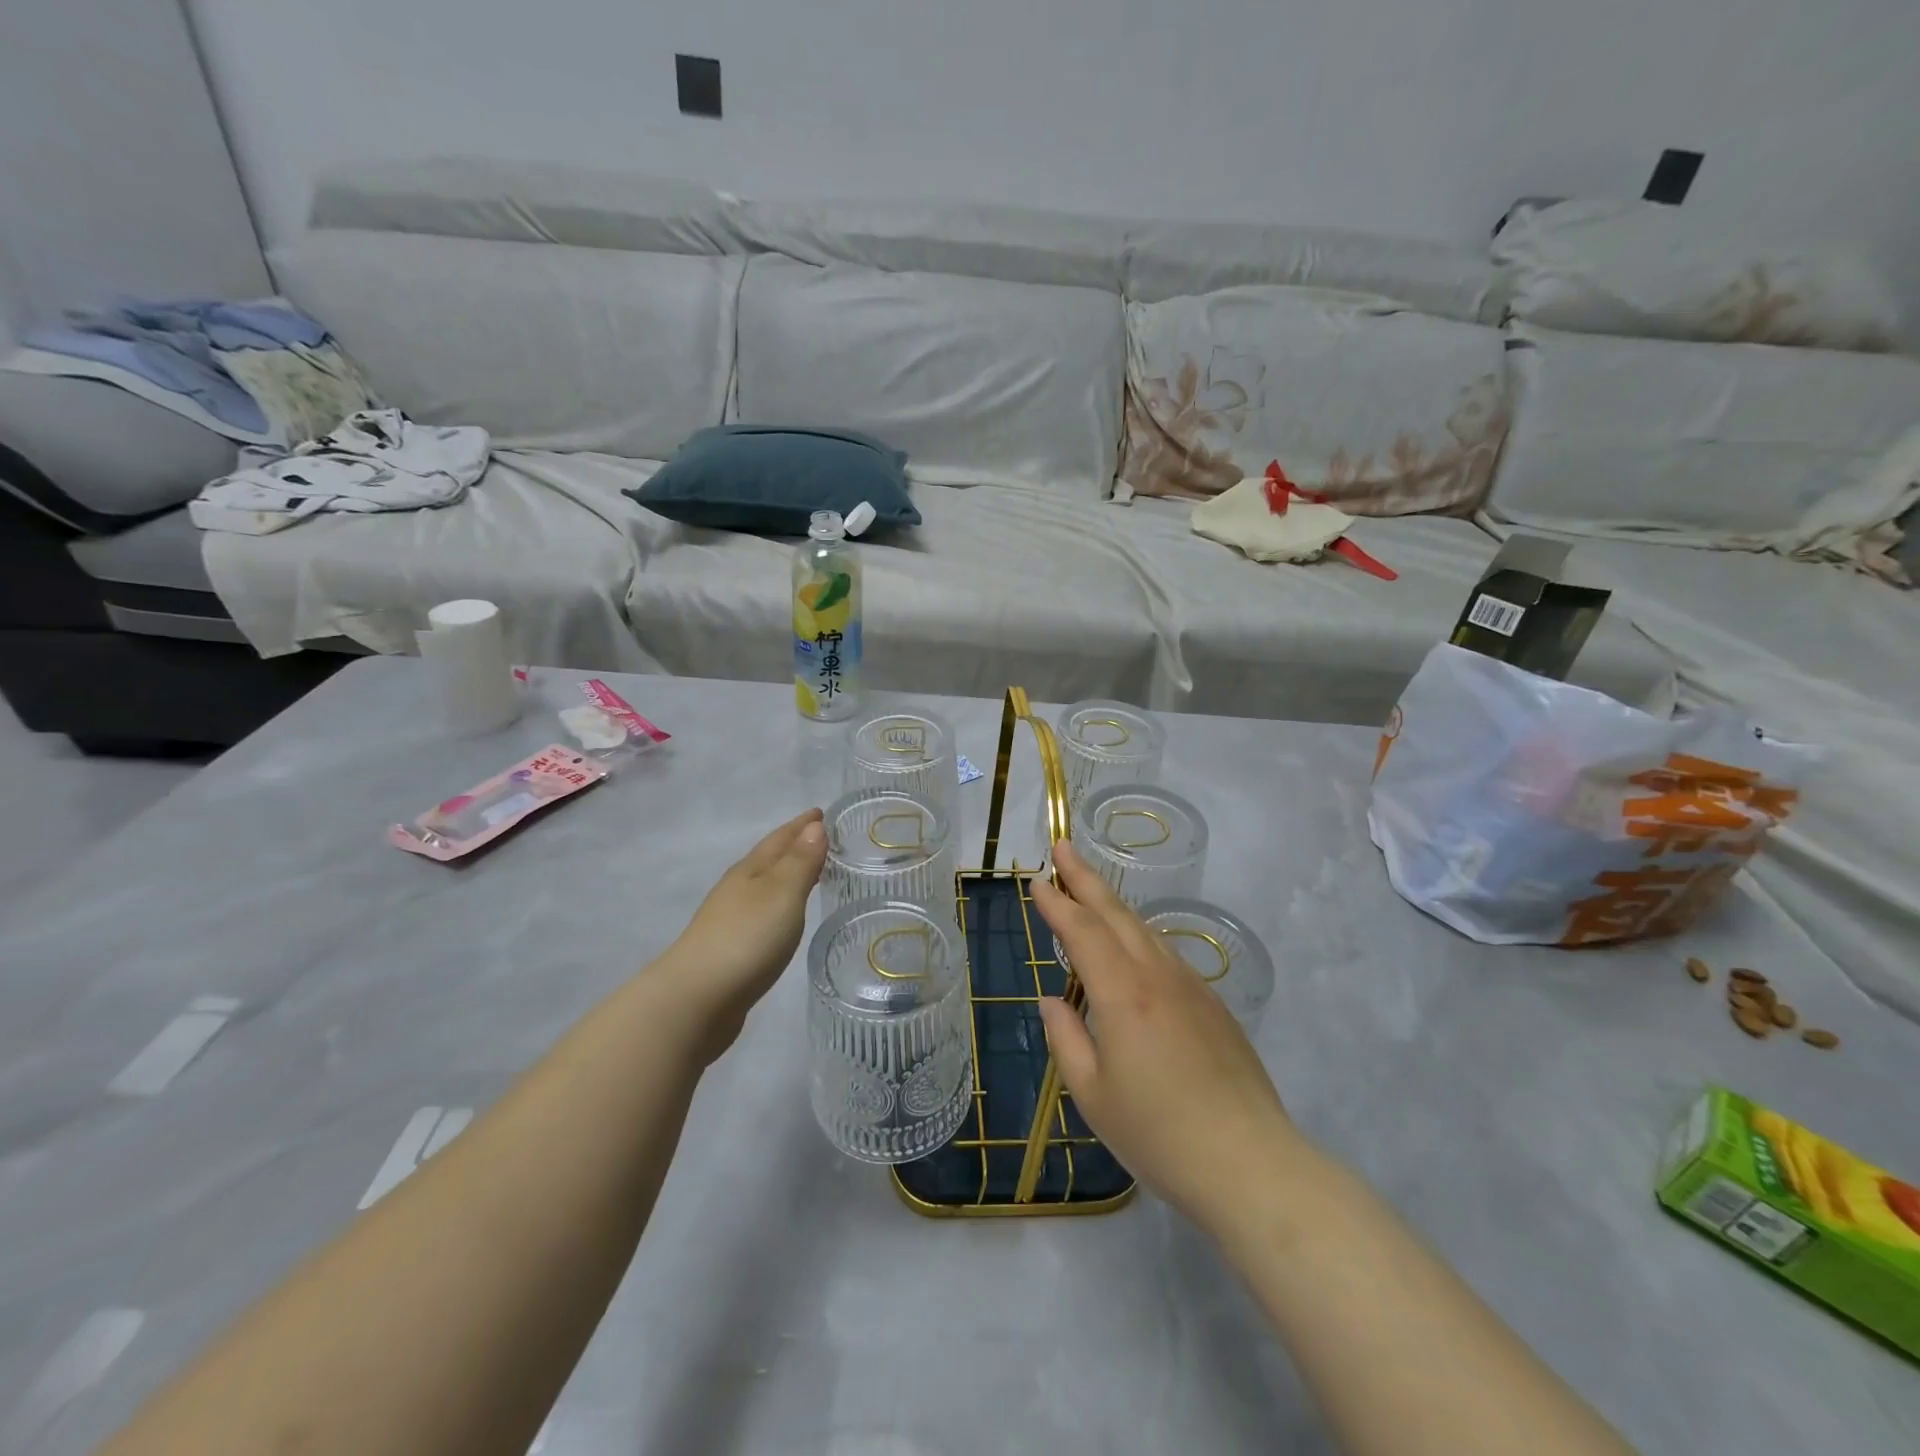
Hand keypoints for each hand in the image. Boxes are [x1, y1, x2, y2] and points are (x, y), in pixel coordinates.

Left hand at [657, 809, 826, 1061]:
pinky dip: (780, 905)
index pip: (780, 839)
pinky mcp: (731, 949)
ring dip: (787, 876)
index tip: (822, 813)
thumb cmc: (746, 938)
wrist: (697, 999)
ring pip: (765, 887)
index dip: (802, 825)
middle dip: (795, 847)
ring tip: (812, 874)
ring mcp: (731, 919)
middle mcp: (738, 889)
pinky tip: (786, 917)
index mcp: (750, 870)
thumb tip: (814, 826)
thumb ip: (800, 862)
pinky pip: (763, 914)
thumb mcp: (782, 894)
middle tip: (824, 839)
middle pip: (770, 859)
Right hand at [1031, 840, 1304, 1240]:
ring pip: (1144, 930)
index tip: (1037, 879)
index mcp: (1123, 993)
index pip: (1082, 931)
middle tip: (1063, 846)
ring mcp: (1191, 987)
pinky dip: (1139, 935)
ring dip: (1113, 905)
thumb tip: (1052, 1000)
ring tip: (1090, 890)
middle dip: (1086, 878)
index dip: (1057, 903)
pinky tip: (1132, 946)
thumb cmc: (1160, 1135)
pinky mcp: (1213, 1006)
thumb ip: (1067, 1039)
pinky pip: (1166, 954)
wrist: (1252, 1164)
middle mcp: (1158, 976)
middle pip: (1116, 913)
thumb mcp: (1093, 1094)